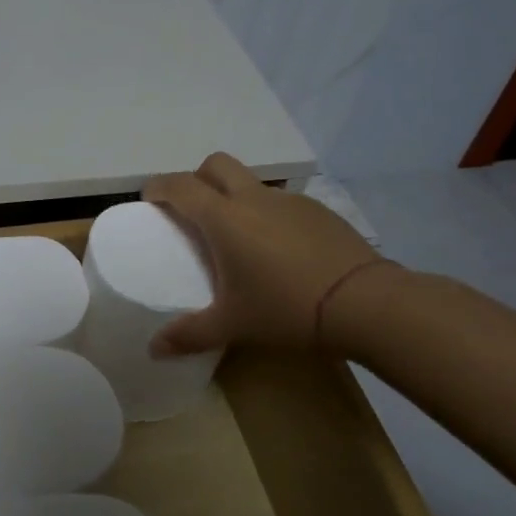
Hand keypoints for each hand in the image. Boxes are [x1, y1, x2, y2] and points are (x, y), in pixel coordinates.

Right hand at [144, 152, 390, 355]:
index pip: (181, 186)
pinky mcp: (320, 211)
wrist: (366, 303)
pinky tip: (279, 251)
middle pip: (216, 165)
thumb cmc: (286, 308)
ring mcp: (290, 202)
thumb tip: (154, 350)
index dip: (159, 186)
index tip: (148, 197)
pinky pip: (282, 203)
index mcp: (224, 218)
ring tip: (238, 237)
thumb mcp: (233, 325)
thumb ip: (189, 334)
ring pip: (251, 183)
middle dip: (197, 178)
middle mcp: (254, 199)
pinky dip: (268, 215)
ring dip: (235, 197)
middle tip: (192, 209)